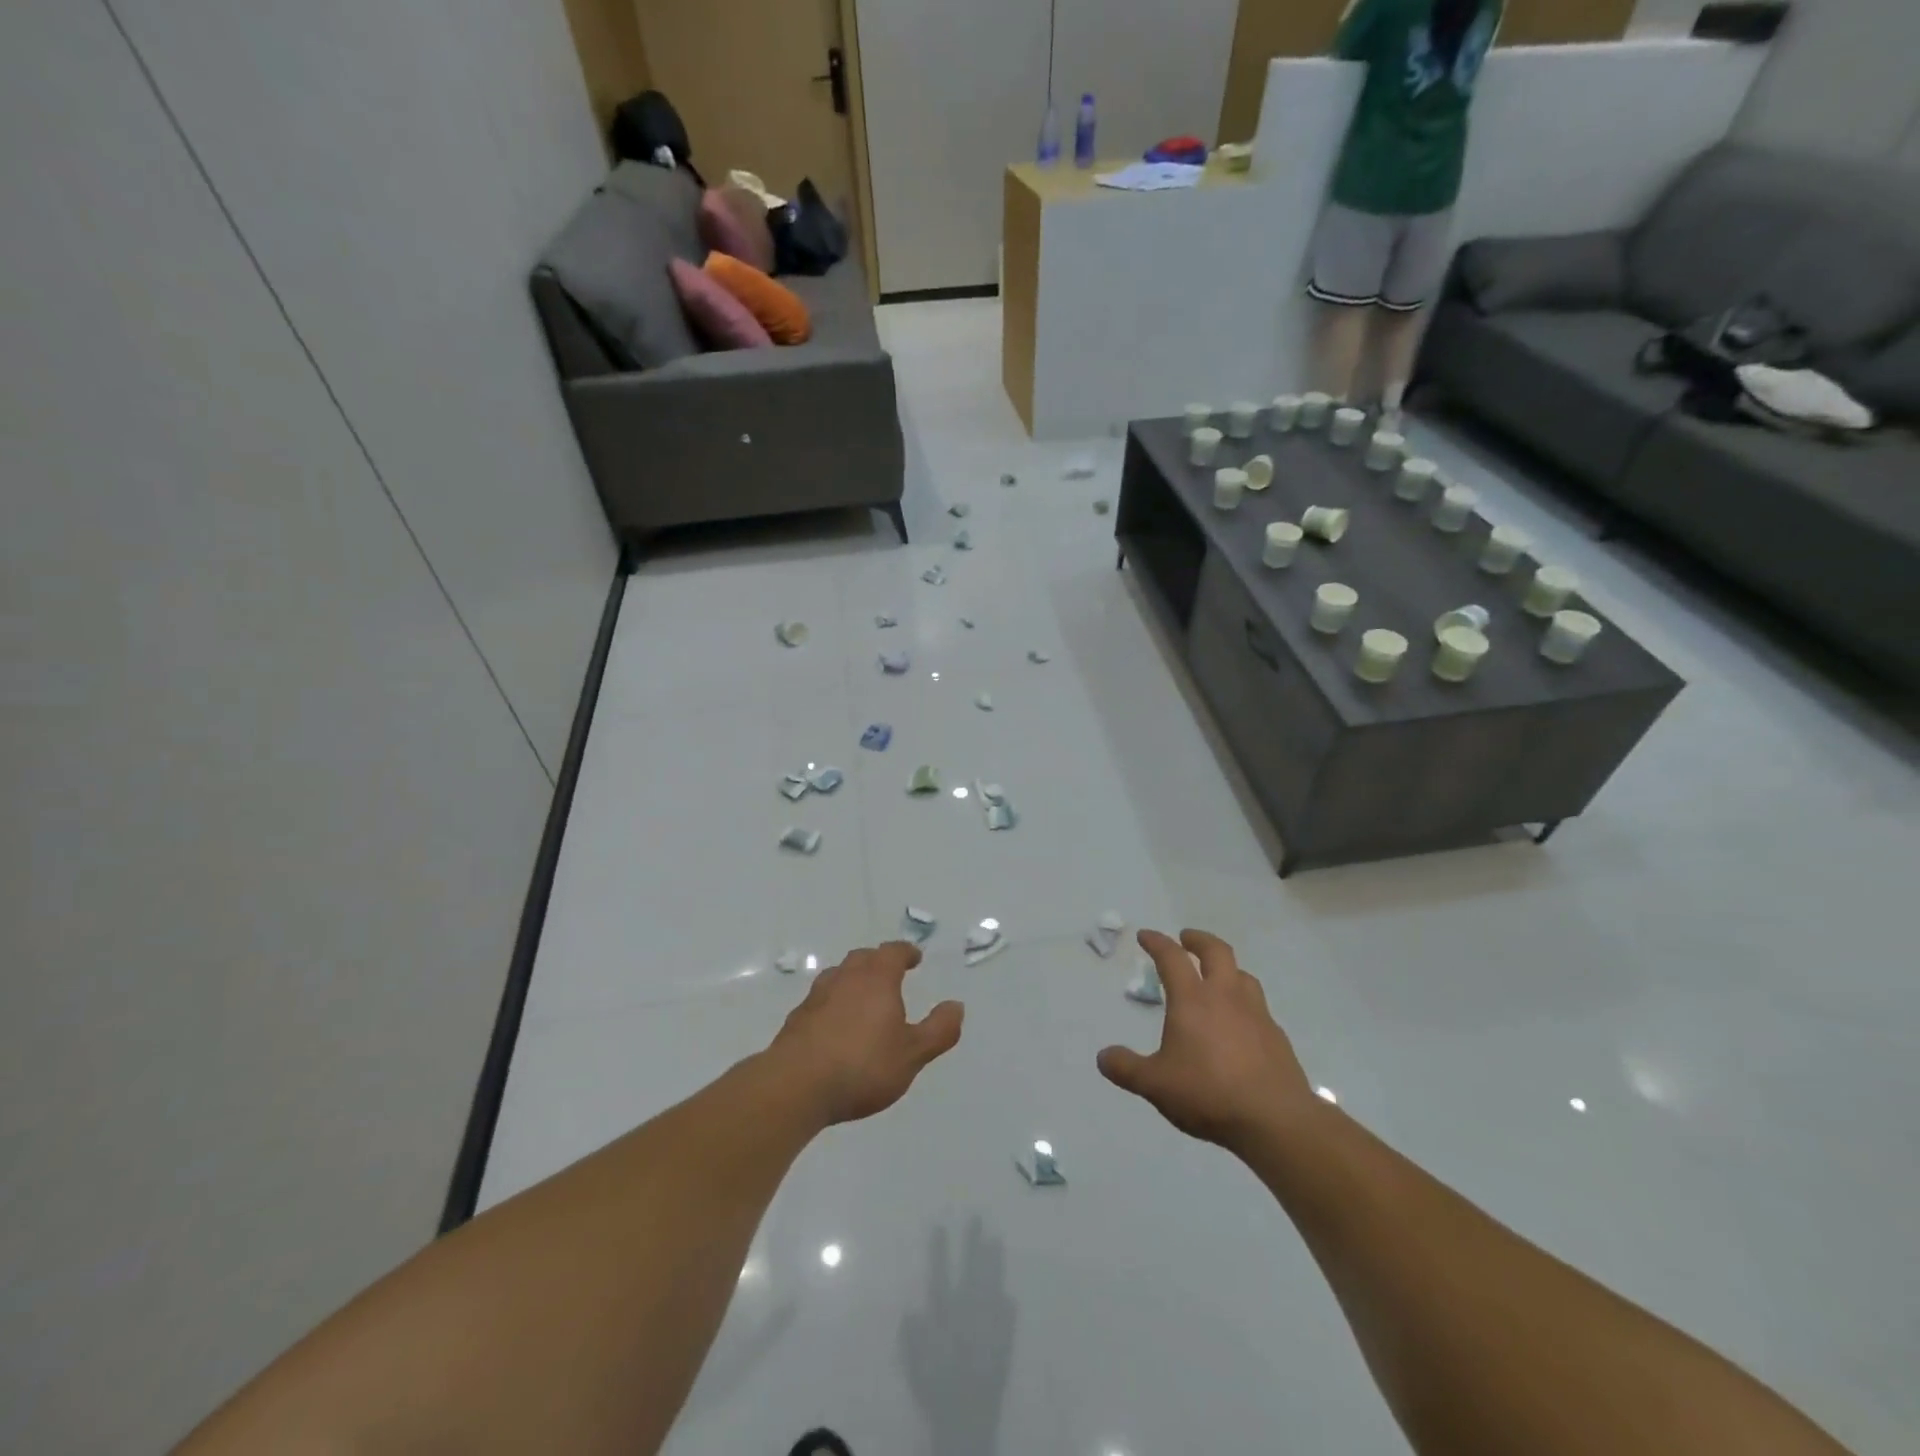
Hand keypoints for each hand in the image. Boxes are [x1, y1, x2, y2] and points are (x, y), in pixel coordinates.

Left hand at [768, 942, 964, 1125]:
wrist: (795, 1086)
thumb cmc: (862, 1066)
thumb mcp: (912, 1054)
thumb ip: (938, 1030)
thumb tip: (956, 1006)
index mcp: (876, 979)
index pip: (892, 952)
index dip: (905, 952)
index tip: (914, 957)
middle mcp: (845, 978)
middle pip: (863, 958)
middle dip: (878, 961)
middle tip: (890, 973)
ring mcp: (817, 997)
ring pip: (838, 976)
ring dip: (853, 979)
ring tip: (862, 997)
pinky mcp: (797, 1019)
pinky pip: (821, 1000)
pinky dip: (833, 1003)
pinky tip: (835, 1025)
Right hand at [1098, 929, 1313, 1151]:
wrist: (1275, 1120)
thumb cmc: (1208, 1093)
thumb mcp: (1155, 1084)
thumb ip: (1127, 1069)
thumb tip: (1103, 1057)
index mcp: (1192, 1000)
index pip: (1171, 958)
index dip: (1157, 942)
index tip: (1145, 936)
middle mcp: (1226, 996)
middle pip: (1216, 951)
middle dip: (1198, 940)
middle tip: (1186, 939)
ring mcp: (1256, 1014)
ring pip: (1243, 975)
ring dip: (1227, 968)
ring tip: (1217, 977)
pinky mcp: (1277, 1037)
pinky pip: (1259, 1007)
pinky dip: (1245, 1004)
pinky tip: (1241, 1024)